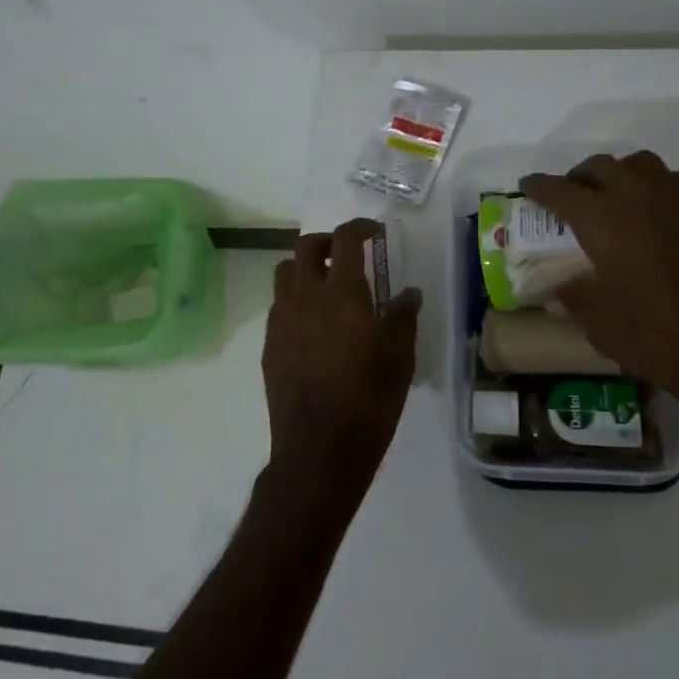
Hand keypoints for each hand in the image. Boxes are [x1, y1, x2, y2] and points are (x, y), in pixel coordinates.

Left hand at [261, 219, 423, 510]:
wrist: (319, 450)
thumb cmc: (369, 402)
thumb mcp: (400, 358)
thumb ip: (403, 317)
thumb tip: (408, 293)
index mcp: (342, 295)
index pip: (345, 240)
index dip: (360, 228)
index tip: (374, 233)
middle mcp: (306, 297)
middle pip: (306, 246)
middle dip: (328, 242)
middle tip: (349, 255)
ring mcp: (282, 320)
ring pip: (285, 272)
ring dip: (306, 267)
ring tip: (328, 285)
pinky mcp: (270, 344)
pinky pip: (279, 304)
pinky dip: (295, 297)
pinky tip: (313, 323)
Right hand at [520, 152, 678, 439]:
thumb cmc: (658, 339)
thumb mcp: (601, 325)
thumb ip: (574, 299)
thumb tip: (556, 291)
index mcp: (603, 219)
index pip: (560, 190)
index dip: (539, 187)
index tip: (527, 187)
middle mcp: (638, 196)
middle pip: (599, 167)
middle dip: (577, 178)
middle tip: (568, 199)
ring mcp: (678, 200)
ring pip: (638, 164)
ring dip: (617, 174)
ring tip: (610, 199)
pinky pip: (671, 181)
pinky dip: (651, 186)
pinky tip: (651, 215)